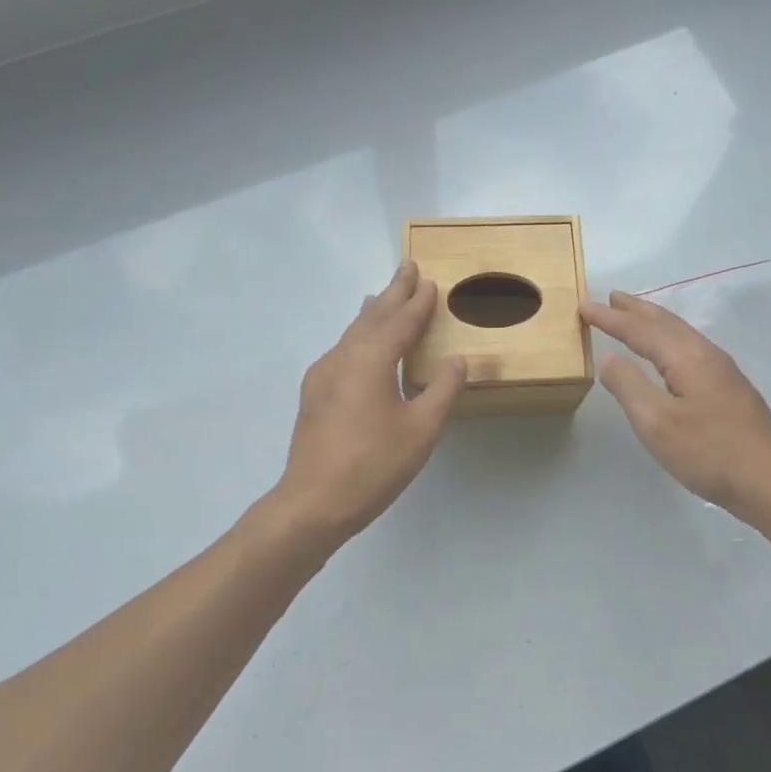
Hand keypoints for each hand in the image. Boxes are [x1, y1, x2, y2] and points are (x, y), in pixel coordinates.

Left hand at [274, 261, 465, 545]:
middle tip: (407, 268)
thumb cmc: (373, 465)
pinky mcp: (314, 395)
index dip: (417, 302)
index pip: (400, 322)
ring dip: (373, 313)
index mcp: (370, 360)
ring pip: (352, 333)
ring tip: (383, 297)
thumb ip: (441, 389)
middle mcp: (342, 358)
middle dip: (392, 293)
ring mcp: (322, 376)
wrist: (313, 503)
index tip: (430, 281)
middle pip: (371, 317)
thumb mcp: (421, 429)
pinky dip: (359, 336)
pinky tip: (360, 346)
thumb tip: (457, 360)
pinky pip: (342, 350)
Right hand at [581, 290, 770, 516]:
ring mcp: (722, 370)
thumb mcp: (656, 422)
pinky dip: (668, 337)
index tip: (583, 306)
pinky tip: (668, 351)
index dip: (610, 318)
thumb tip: (608, 356)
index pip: (639, 329)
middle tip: (611, 297)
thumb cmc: (709, 452)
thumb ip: (628, 385)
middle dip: (635, 309)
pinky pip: (689, 346)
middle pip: (664, 322)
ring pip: (680, 333)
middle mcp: (705, 353)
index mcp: (685, 357)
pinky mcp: (730, 387)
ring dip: (653, 321)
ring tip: (634, 315)